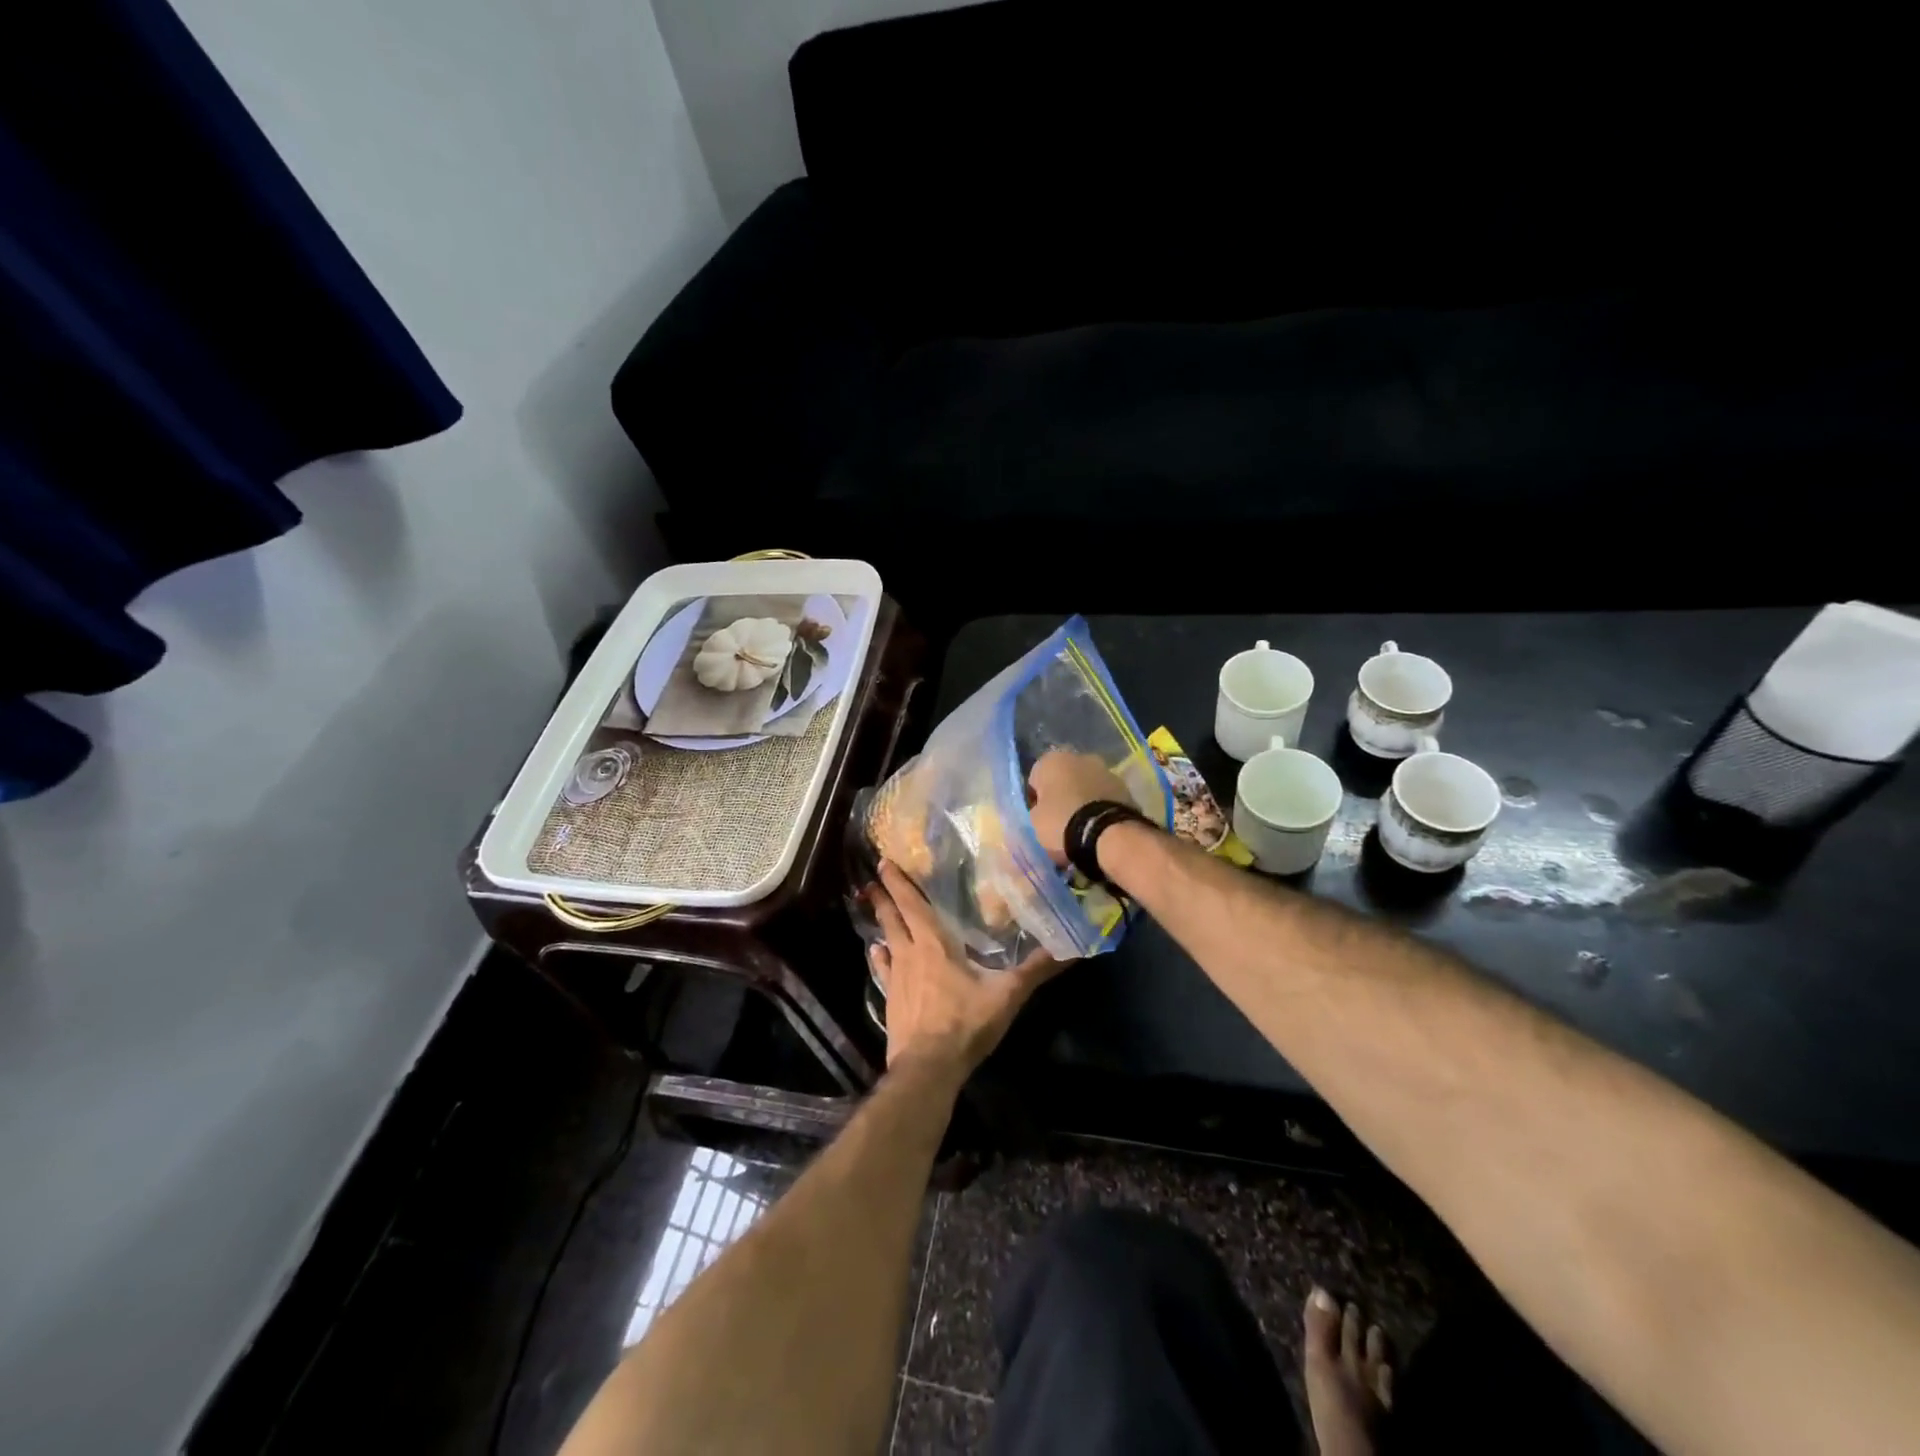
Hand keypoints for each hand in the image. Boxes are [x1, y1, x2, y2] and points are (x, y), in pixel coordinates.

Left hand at [866, 861, 1064, 1072]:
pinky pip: (882, 970)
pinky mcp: (890, 1000)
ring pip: (885, 940)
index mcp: (933, 944)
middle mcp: (909, 954)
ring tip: (874, 907)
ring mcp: (896, 978)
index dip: (898, 882)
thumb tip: (1071, 948)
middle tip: (872, 879)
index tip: (884, 862)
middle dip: (883, 896)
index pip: (912, 904)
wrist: (928, 1067)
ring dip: (880, 922)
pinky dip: (879, 958)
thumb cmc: (965, 1023)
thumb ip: (1035, 969)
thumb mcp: (1006, 994)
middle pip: (892, 918)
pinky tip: (877, 952)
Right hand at [1026, 750, 1130, 863]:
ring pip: (1086, 786)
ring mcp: (1106, 770)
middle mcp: (1080, 756)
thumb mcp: (1033, 822)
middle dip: (1062, 795)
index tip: (1038, 819)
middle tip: (1060, 822)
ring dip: (1083, 800)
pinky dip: (1100, 807)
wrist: (1107, 835)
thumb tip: (1041, 811)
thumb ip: (1035, 811)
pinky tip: (1099, 827)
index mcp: (1051, 760)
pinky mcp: (1125, 787)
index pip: (1035, 779)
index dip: (1035, 800)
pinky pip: (1104, 797)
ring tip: (1082, 828)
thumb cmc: (1061, 823)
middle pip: (1063, 779)